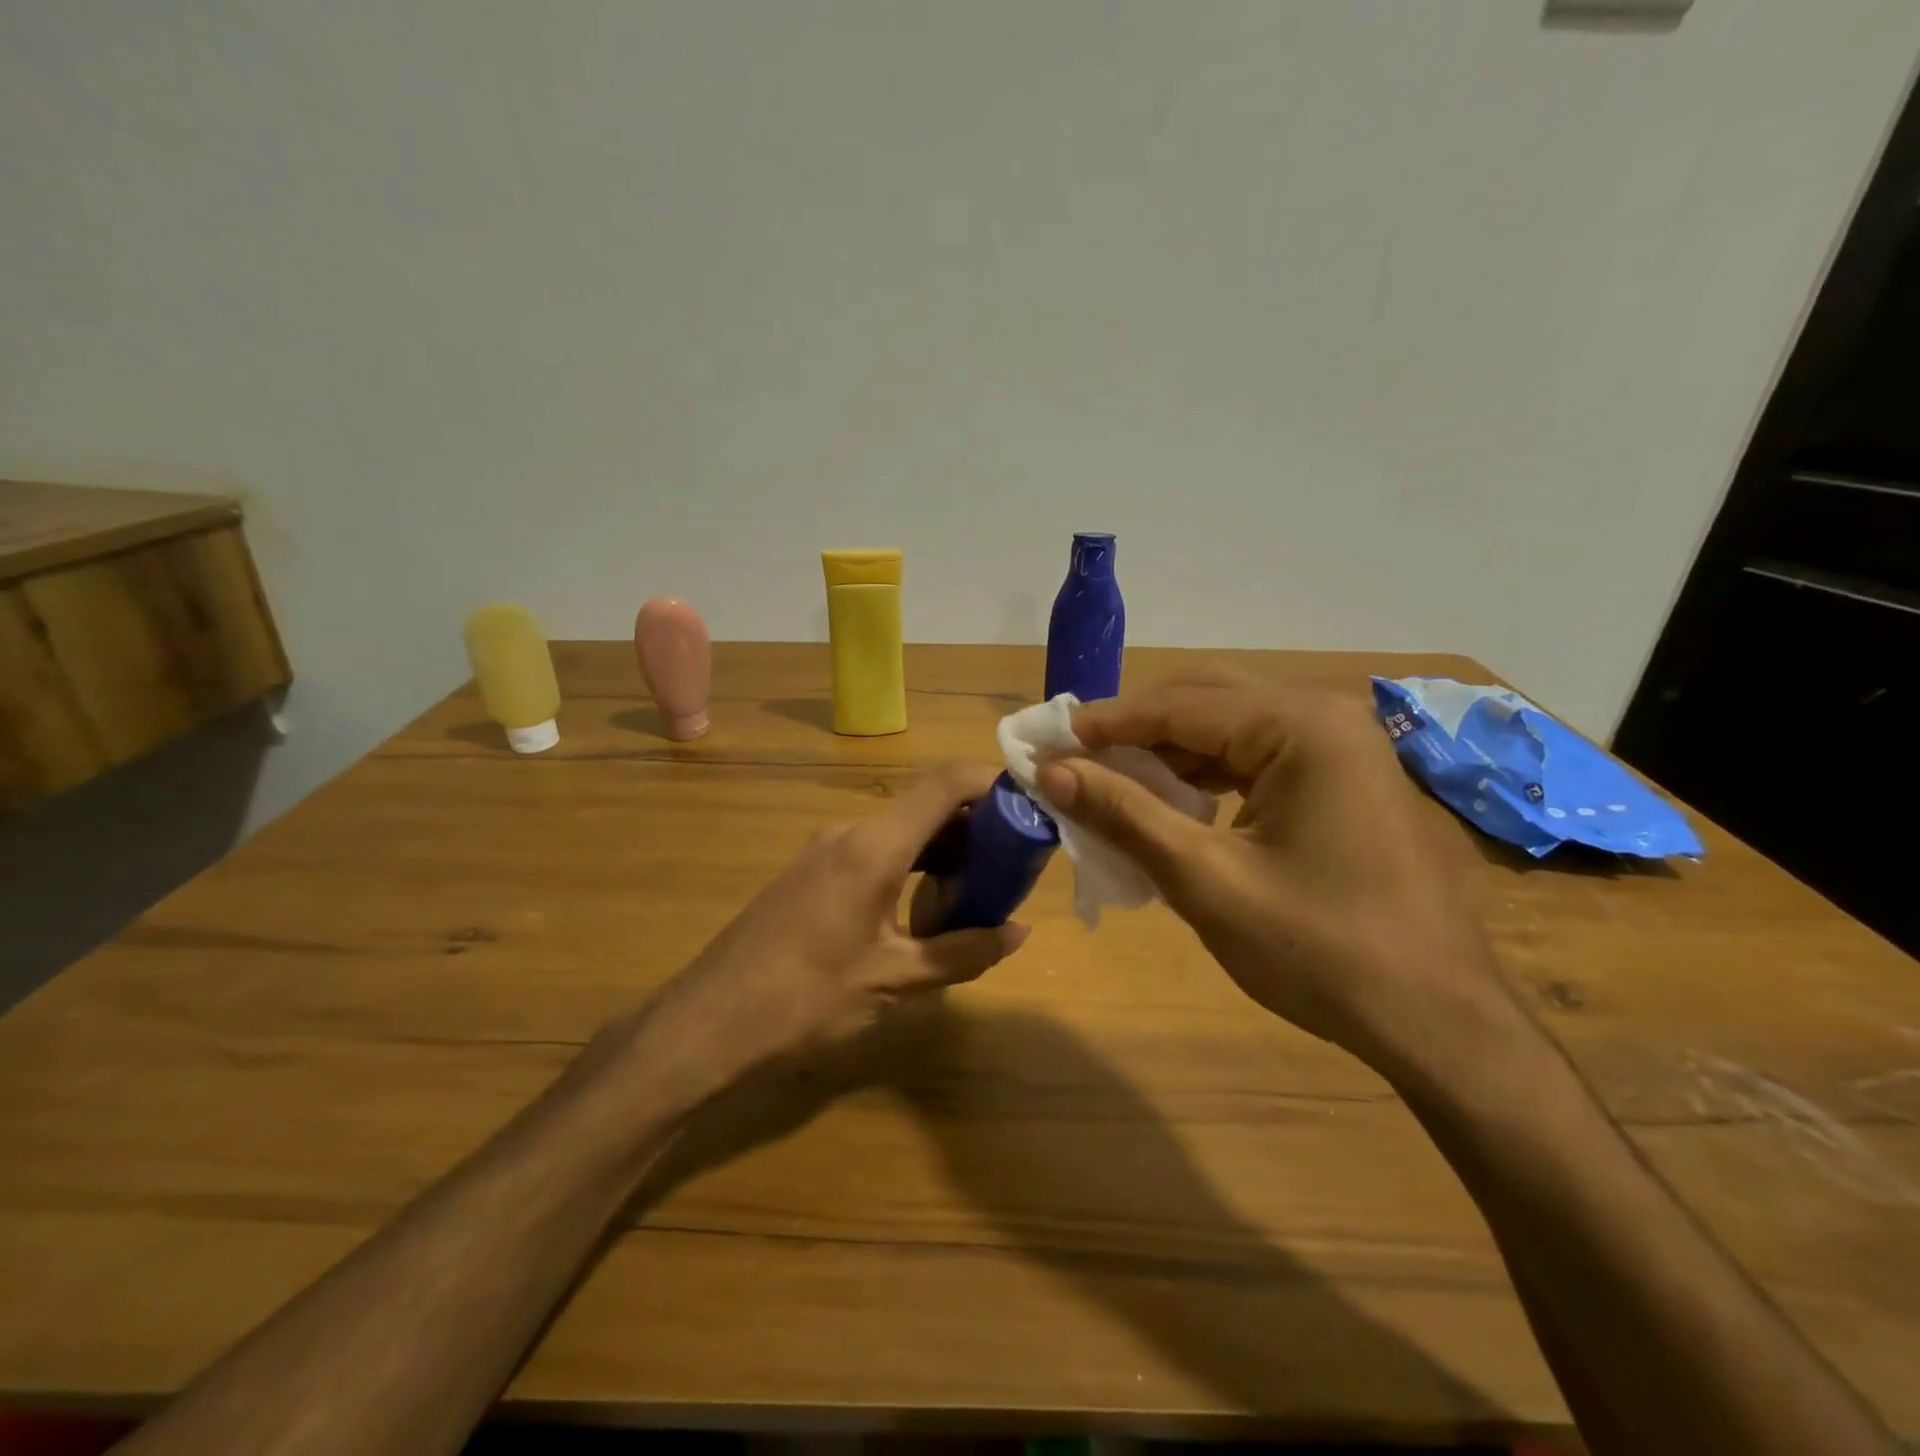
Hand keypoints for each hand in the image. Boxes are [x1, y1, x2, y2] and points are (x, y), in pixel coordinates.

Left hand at [613, 764, 1027, 1111]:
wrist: (707, 1023)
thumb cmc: (805, 999)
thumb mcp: (894, 980)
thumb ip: (962, 952)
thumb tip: (1018, 933)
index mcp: (874, 845)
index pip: (945, 785)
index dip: (992, 782)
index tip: (1031, 801)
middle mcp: (850, 831)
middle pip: (926, 806)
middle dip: (976, 825)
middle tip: (1016, 860)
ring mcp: (825, 849)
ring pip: (901, 830)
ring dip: (943, 849)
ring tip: (980, 887)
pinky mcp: (811, 872)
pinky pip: (875, 849)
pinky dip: (911, 864)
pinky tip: (926, 905)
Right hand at [1034, 669, 1523, 1080]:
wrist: (1438, 1022)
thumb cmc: (1320, 950)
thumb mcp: (1206, 880)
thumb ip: (1124, 814)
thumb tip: (1050, 771)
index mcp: (1301, 726)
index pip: (1180, 705)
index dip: (1108, 723)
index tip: (1049, 742)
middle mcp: (1325, 716)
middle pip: (1207, 700)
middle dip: (1138, 729)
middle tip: (1077, 759)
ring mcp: (1342, 747)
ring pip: (1231, 727)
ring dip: (1170, 751)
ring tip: (1112, 782)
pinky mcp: (1344, 779)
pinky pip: (1258, 757)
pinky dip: (1207, 774)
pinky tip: (1173, 802)